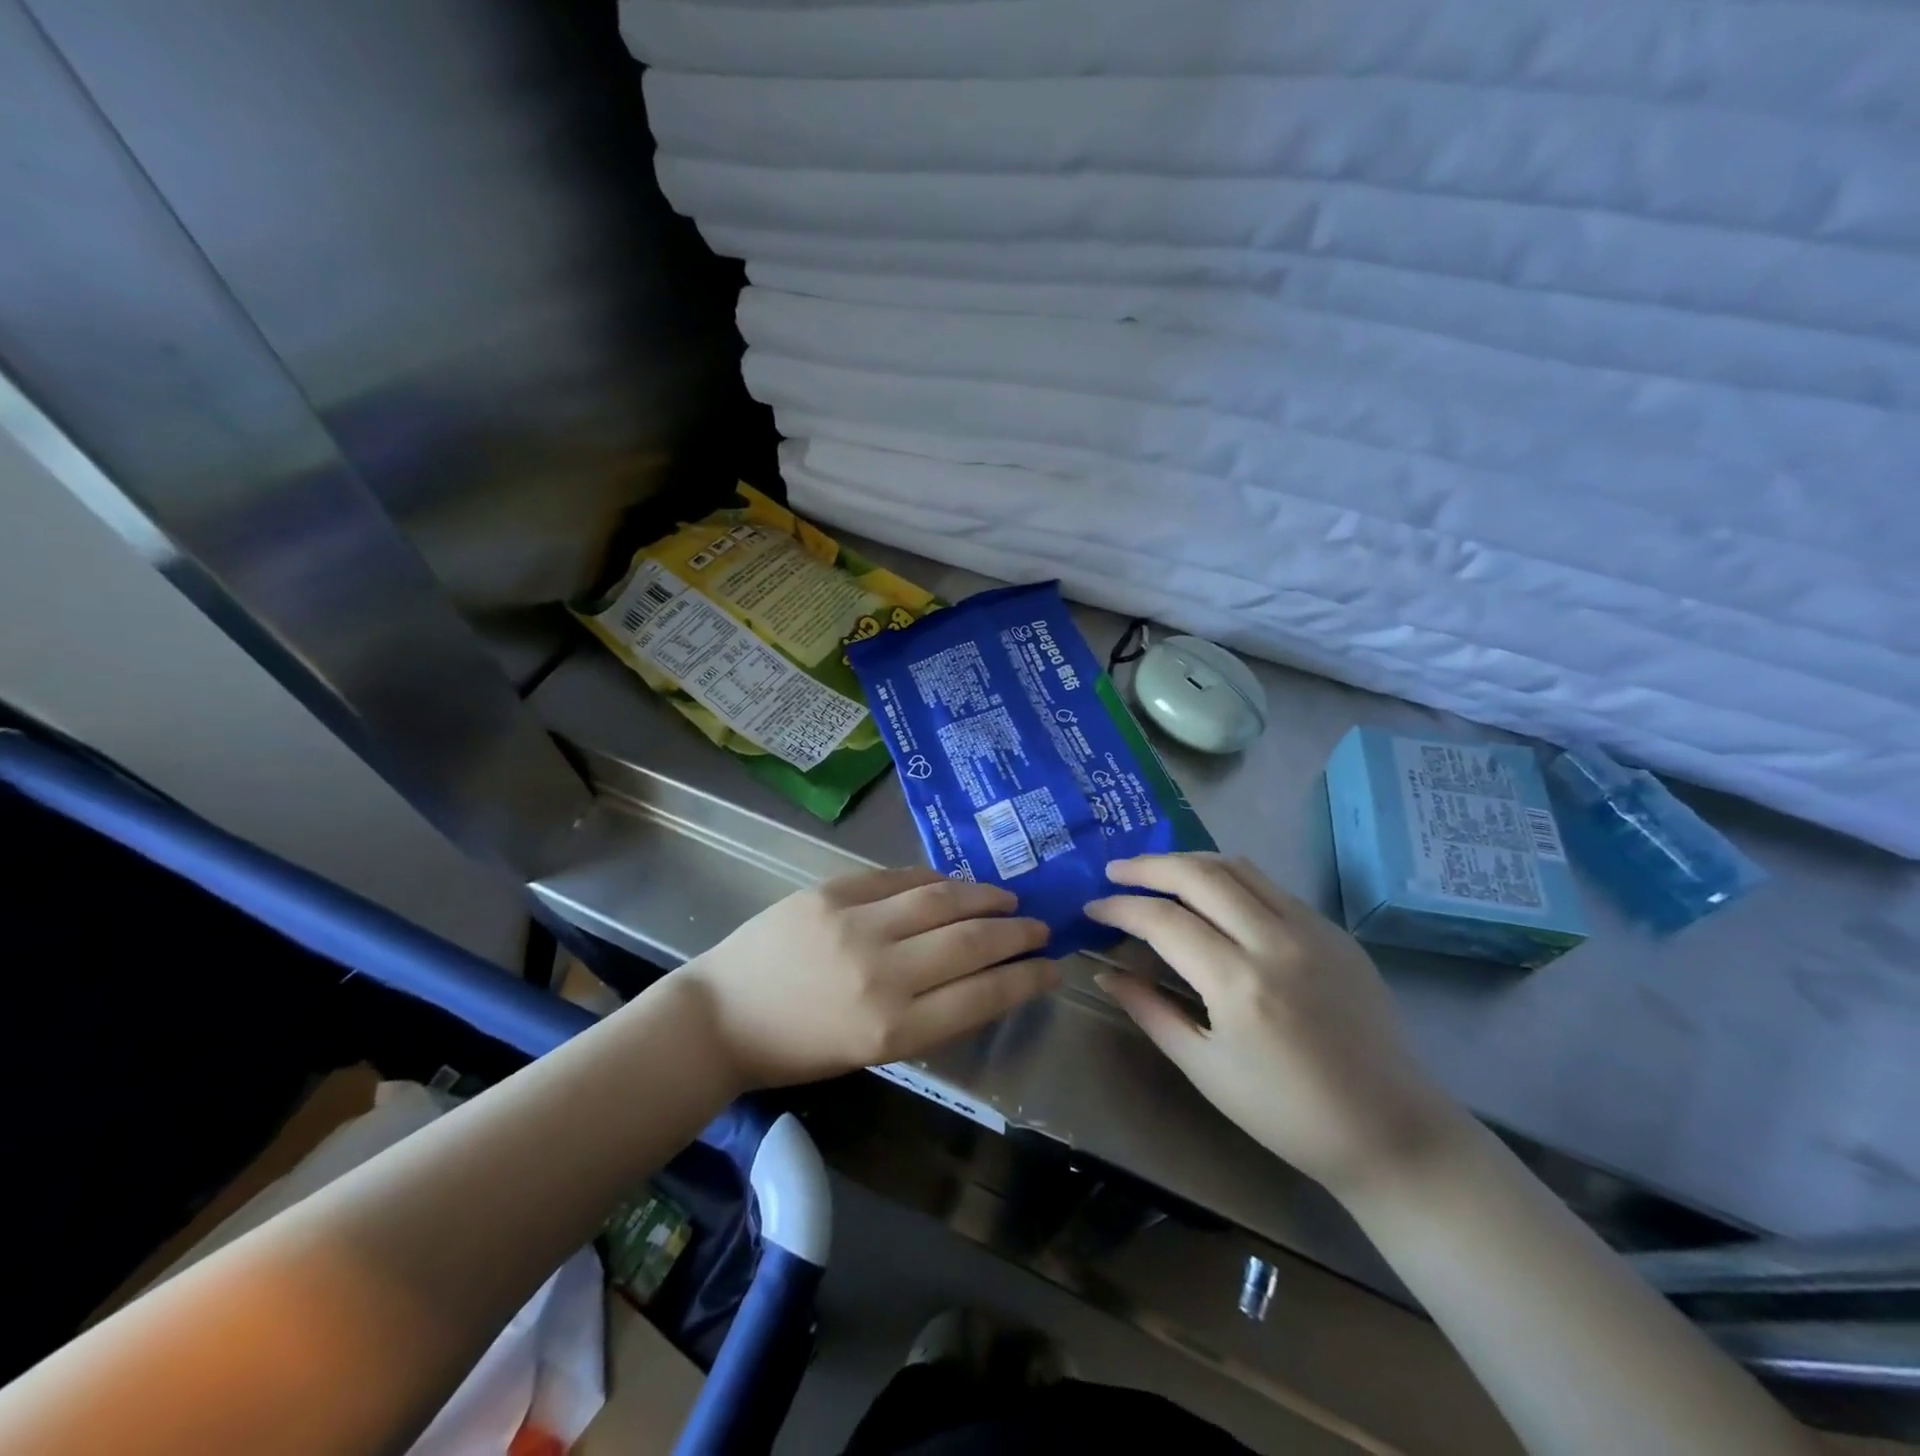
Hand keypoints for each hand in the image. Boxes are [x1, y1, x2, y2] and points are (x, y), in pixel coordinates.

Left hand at [680, 867, 1057, 1088]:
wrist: (722, 1016)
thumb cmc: (798, 1049)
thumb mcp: (872, 1053)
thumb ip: (929, 1017)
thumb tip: (984, 978)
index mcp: (892, 1030)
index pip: (982, 996)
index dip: (1027, 979)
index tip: (1054, 968)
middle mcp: (881, 973)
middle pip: (971, 942)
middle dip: (1016, 934)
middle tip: (1040, 928)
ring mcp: (855, 924)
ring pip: (941, 898)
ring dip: (984, 897)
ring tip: (1007, 900)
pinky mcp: (832, 891)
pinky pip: (899, 877)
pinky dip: (936, 879)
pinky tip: (955, 884)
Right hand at [1085, 854, 1462, 1199]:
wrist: (1391, 1130)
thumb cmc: (1287, 1113)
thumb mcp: (1205, 1069)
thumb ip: (1150, 1011)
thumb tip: (1104, 973)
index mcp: (1239, 983)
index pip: (1163, 919)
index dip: (1120, 907)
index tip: (1091, 907)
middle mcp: (1275, 941)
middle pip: (1199, 874)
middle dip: (1149, 866)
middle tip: (1116, 872)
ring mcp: (1312, 929)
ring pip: (1238, 867)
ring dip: (1189, 862)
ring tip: (1157, 872)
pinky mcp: (1335, 931)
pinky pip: (1270, 886)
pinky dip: (1229, 879)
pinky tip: (1212, 897)